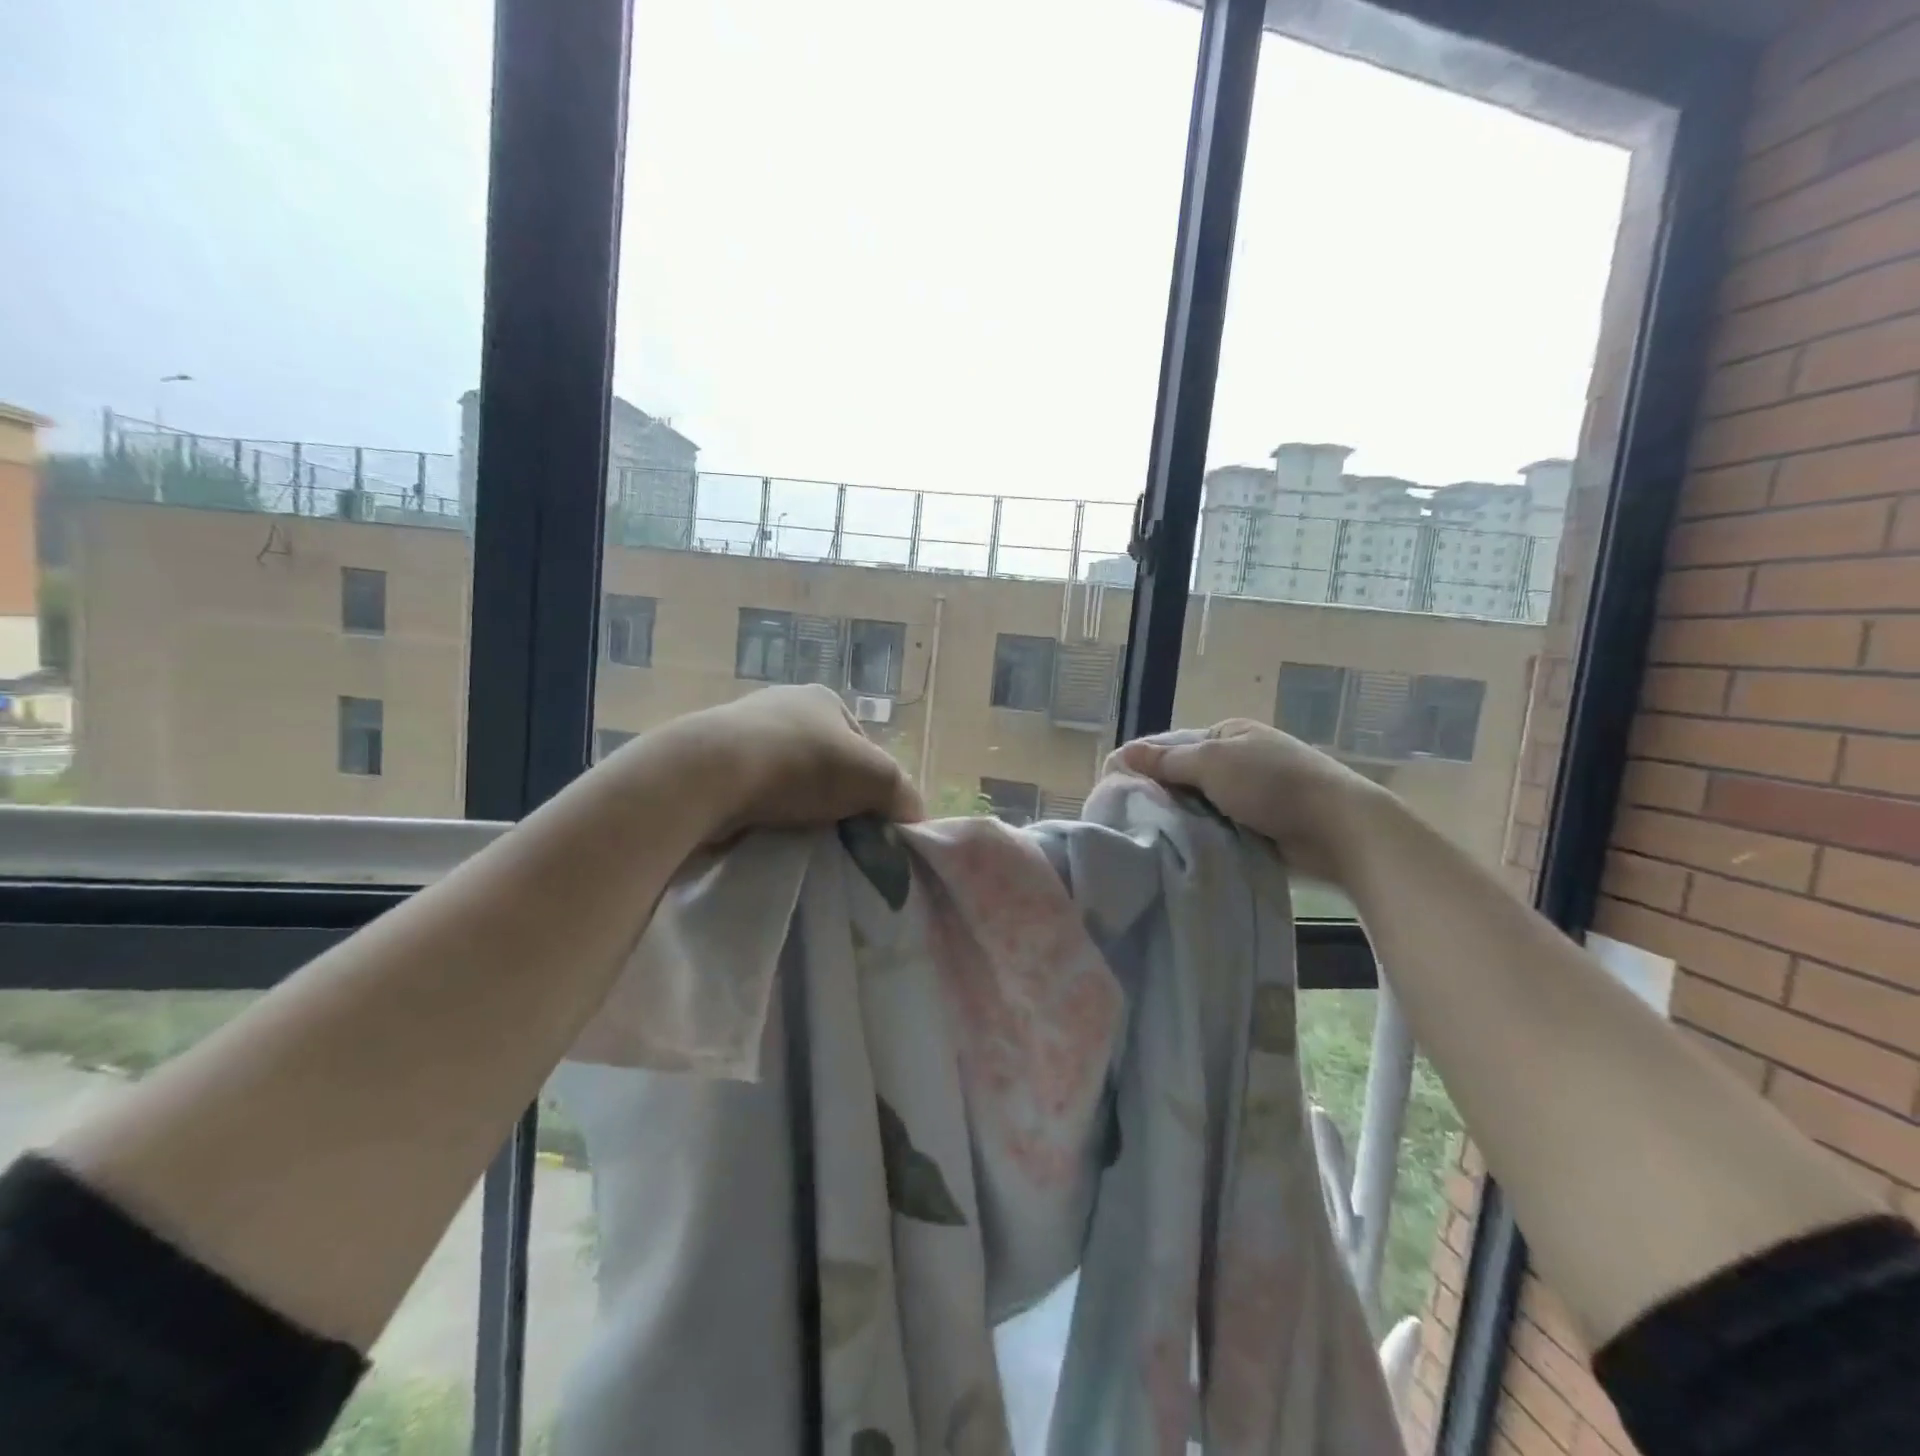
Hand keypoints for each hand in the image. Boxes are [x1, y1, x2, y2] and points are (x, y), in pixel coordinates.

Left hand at [641, 684, 923, 841]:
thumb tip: (914, 818)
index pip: (863, 747)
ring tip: (802, 842)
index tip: (872, 822)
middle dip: (835, 800)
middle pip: (825, 765)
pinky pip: (751, 796)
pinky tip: (766, 836)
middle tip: (841, 837)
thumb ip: (903, 795)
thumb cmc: (802, 764)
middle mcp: (783, 708)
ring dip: (797, 811)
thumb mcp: (875, 777)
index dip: (874, 786)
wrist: (710, 775)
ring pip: (787, 783)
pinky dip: (763, 816)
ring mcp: (742, 735)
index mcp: (823, 700)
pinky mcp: (711, 765)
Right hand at [1105, 719, 1396, 884]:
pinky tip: (1184, 849)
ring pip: (1201, 806)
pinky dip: (1205, 837)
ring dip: (1184, 820)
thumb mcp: (1212, 763)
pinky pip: (1220, 828)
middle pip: (1186, 777)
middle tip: (1132, 819)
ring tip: (1152, 838)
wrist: (1338, 828)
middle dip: (1164, 796)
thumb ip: (1167, 760)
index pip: (1173, 745)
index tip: (1118, 789)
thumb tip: (1122, 752)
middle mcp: (1240, 759)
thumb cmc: (1272, 784)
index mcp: (1229, 734)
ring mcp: (1253, 793)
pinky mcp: (1262, 825)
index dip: (1146, 764)